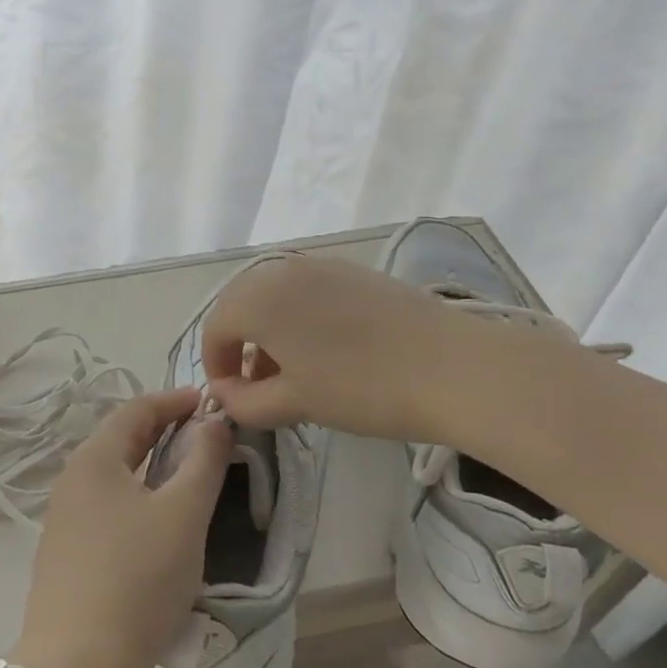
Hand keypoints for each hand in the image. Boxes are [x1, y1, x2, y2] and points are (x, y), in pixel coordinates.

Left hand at [11, 388, 230, 667]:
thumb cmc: (137, 578)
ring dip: (151, 465)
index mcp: (94, 458)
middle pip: (122, 439)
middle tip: (206, 435)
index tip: (212, 403)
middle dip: (165, 430)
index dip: (176, 400)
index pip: (138, 410)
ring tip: (188, 474)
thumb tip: (214, 423)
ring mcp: (64, 518)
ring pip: (115, 474)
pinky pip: (106, 505)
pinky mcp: (65, 553)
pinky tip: (157, 521)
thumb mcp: (183, 515)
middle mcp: (72, 478)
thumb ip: (204, 462)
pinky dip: (137, 496)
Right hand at [199, 254, 462, 442]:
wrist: (451, 366)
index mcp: (257, 298)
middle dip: (240, 345)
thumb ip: (245, 402)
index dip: (216, 366)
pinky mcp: (350, 270)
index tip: (232, 399)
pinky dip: (297, 316)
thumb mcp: (295, 403)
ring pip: (273, 295)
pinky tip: (324, 349)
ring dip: (268, 331)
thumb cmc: (361, 387)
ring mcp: (318, 265)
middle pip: (240, 306)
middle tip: (257, 386)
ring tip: (291, 372)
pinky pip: (304, 289)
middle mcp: (280, 270)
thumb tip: (222, 395)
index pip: (216, 329)